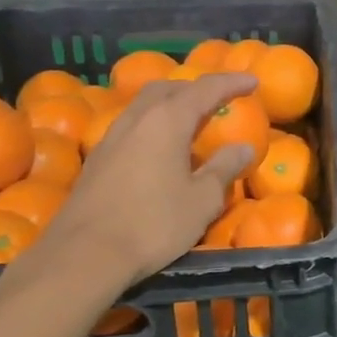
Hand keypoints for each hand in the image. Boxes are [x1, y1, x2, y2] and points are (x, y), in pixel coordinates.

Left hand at [49, 72, 257, 282]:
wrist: (84, 255)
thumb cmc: (153, 223)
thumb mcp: (202, 200)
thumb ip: (225, 168)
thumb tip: (243, 147)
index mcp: (167, 120)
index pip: (205, 89)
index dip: (231, 82)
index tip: (252, 80)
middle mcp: (137, 119)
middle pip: (168, 89)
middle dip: (195, 89)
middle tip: (218, 99)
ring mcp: (111, 138)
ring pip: (145, 106)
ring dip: (170, 106)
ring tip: (190, 122)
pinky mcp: (97, 160)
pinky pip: (132, 128)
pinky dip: (153, 126)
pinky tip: (160, 151)